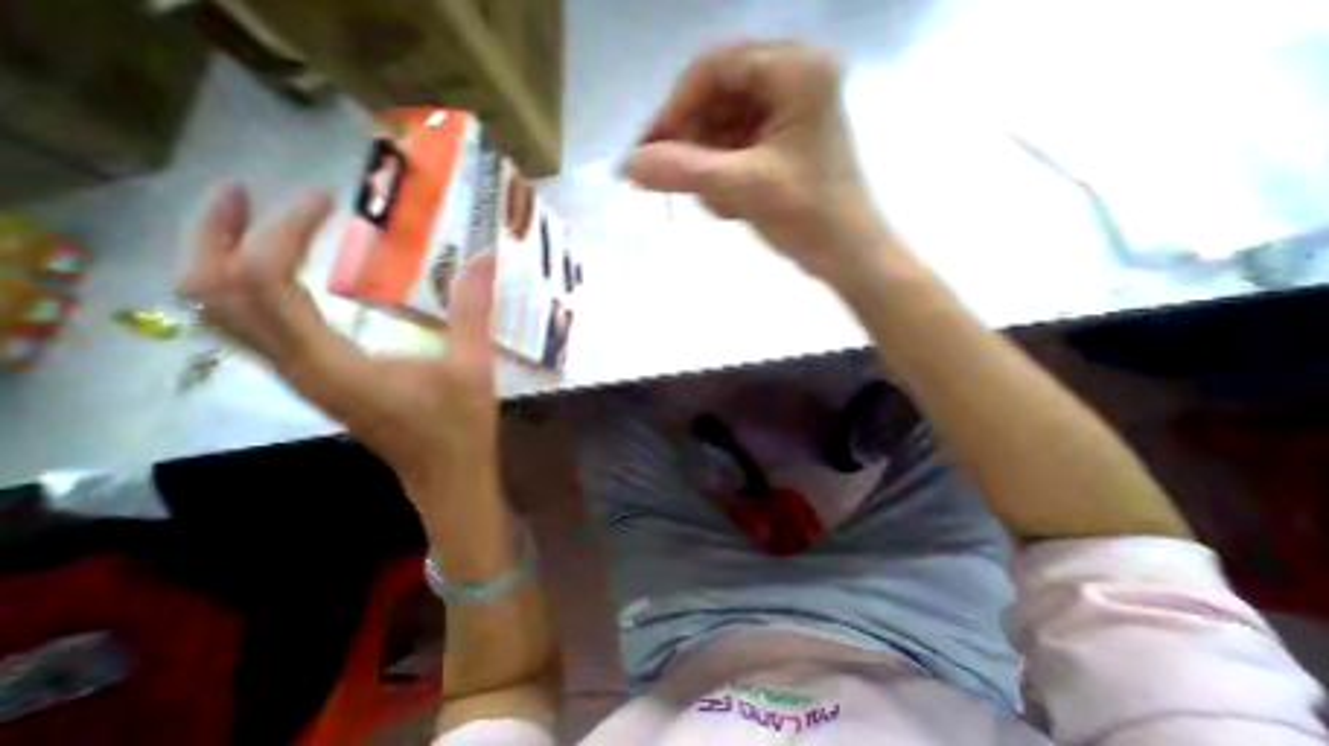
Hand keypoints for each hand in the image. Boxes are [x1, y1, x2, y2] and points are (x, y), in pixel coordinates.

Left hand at [177, 184, 499, 502]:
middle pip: (211, 293)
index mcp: (331, 362)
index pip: (265, 280)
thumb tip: (482, 259)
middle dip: (217, 233)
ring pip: (221, 314)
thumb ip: (473, 311)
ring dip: (222, 259)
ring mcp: (301, 376)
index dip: (284, 230)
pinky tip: (287, 277)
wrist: (446, 475)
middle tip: (250, 192)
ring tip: (260, 224)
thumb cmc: (459, 426)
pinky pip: (253, 329)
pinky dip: (249, 290)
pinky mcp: (316, 380)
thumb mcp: (473, 366)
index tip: (327, 200)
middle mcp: (297, 367)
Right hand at [624, 41, 892, 283]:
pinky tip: (731, 207)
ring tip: (720, 205)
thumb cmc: (808, 217)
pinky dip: (724, 178)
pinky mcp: (782, 143)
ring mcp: (787, 113)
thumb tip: (629, 164)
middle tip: (674, 184)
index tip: (647, 150)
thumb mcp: (743, 188)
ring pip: (722, 130)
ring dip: (709, 169)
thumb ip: (684, 171)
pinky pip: (735, 150)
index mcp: (794, 71)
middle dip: (694, 147)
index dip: (674, 110)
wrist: (847, 256)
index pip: (713, 71)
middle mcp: (792, 79)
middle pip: (716, 100)